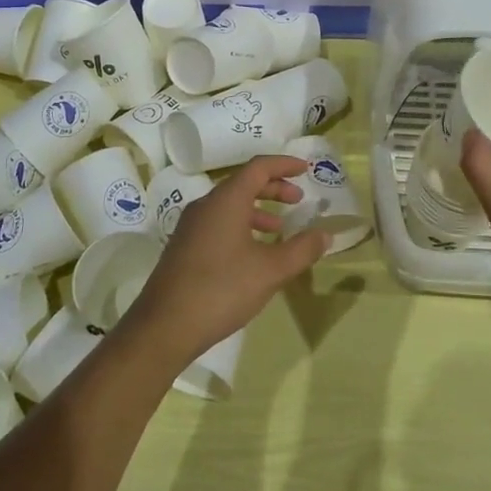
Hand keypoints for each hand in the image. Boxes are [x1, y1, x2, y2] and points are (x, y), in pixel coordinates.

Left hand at [121, 155, 328, 365]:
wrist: (165, 326)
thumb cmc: (222, 289)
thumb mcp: (271, 270)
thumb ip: (302, 249)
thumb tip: (326, 234)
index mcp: (226, 200)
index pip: (258, 167)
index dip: (283, 164)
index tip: (305, 169)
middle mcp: (206, 205)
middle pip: (243, 183)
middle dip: (273, 188)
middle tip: (297, 199)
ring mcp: (191, 226)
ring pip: (230, 205)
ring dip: (257, 210)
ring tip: (279, 228)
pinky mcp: (184, 247)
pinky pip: (218, 223)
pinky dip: (241, 226)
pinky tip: (252, 253)